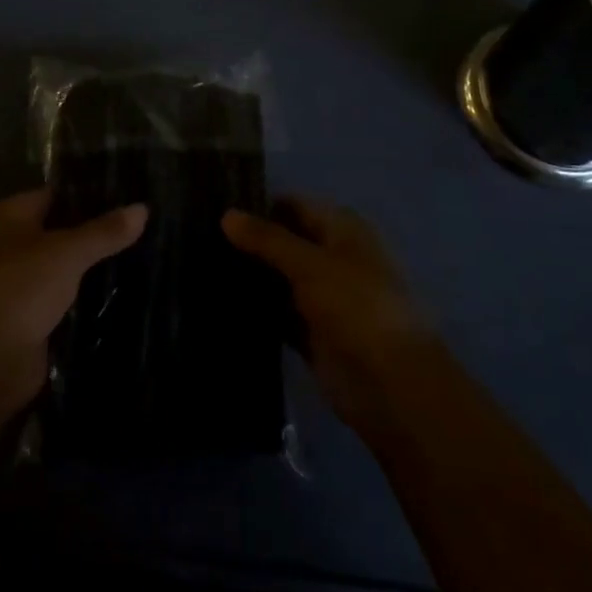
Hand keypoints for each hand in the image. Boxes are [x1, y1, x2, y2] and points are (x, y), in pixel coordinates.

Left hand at [0, 189, 148, 414]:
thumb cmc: (19, 290)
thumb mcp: (66, 253)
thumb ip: (104, 231)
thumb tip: (143, 208)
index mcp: (11, 216)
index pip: (57, 194)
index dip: (92, 193)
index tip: (132, 192)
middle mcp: (12, 244)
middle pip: (63, 230)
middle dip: (99, 231)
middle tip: (147, 224)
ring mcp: (22, 283)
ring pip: (68, 267)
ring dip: (97, 266)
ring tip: (147, 252)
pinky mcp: (34, 318)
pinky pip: (69, 299)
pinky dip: (90, 297)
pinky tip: (127, 290)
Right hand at [222, 197, 438, 434]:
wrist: (392, 386)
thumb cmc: (358, 307)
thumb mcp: (310, 264)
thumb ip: (267, 239)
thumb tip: (226, 214)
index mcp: (342, 231)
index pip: (293, 205)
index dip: (258, 204)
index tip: (215, 205)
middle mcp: (332, 258)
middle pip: (284, 242)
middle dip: (248, 241)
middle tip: (199, 237)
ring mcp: (322, 298)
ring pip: (278, 279)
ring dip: (249, 276)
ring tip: (201, 266)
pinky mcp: (311, 334)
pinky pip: (277, 315)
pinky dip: (255, 311)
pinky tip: (219, 304)